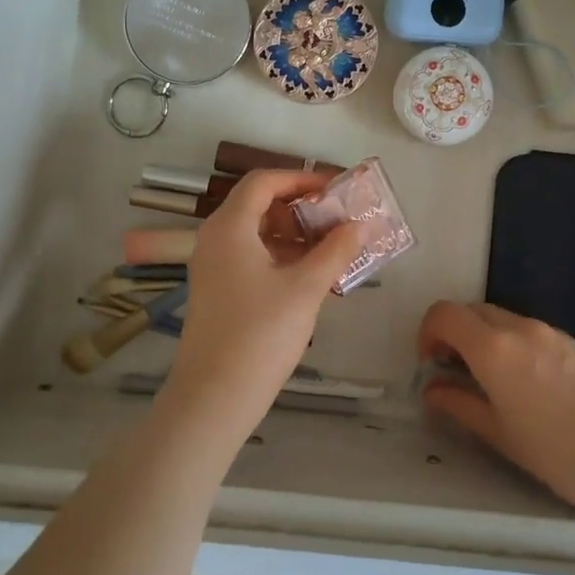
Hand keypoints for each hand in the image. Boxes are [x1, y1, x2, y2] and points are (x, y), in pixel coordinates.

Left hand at [161, 170, 361, 439]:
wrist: (214, 396)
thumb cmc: (260, 334)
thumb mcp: (305, 288)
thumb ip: (335, 251)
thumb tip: (361, 225)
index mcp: (230, 226)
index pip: (264, 181)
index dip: (301, 178)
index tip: (336, 189)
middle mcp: (215, 238)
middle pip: (259, 204)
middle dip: (300, 207)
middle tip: (337, 218)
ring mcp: (213, 266)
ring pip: (256, 233)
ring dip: (293, 234)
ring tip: (332, 247)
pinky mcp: (217, 290)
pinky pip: (251, 257)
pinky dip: (280, 256)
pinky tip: (310, 275)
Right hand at [417, 301, 574, 513]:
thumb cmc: (556, 452)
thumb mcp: (498, 433)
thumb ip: (459, 404)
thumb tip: (433, 390)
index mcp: (493, 347)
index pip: (445, 314)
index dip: (428, 332)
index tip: (431, 363)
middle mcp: (519, 328)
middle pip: (472, 311)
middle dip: (455, 333)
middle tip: (455, 371)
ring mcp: (550, 332)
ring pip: (502, 319)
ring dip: (484, 338)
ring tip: (491, 381)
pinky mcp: (573, 343)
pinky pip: (529, 331)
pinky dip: (512, 343)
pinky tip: (526, 383)